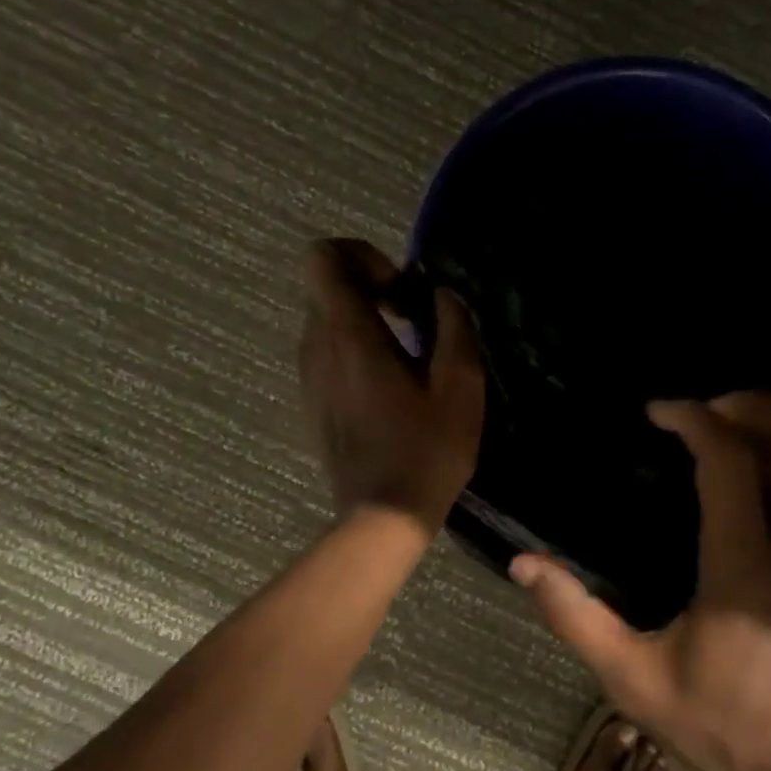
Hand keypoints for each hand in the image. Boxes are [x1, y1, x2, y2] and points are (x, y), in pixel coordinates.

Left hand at [299, 238, 484, 531]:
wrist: (384, 516)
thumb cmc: (427, 451)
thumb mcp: (461, 386)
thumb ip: (454, 327)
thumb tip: (442, 296)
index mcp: (350, 336)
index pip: (322, 257)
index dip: (361, 254)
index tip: (400, 287)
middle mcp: (317, 346)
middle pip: (325, 284)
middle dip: (369, 283)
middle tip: (413, 313)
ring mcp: (309, 375)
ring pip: (325, 316)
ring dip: (364, 315)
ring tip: (408, 347)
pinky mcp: (313, 399)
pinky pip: (327, 348)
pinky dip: (355, 344)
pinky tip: (391, 381)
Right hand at [511, 391, 770, 770]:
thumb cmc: (721, 726)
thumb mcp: (632, 678)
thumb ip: (575, 616)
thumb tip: (523, 566)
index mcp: (743, 567)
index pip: (729, 463)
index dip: (695, 420)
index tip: (661, 410)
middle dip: (753, 408)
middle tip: (711, 406)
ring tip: (755, 422)